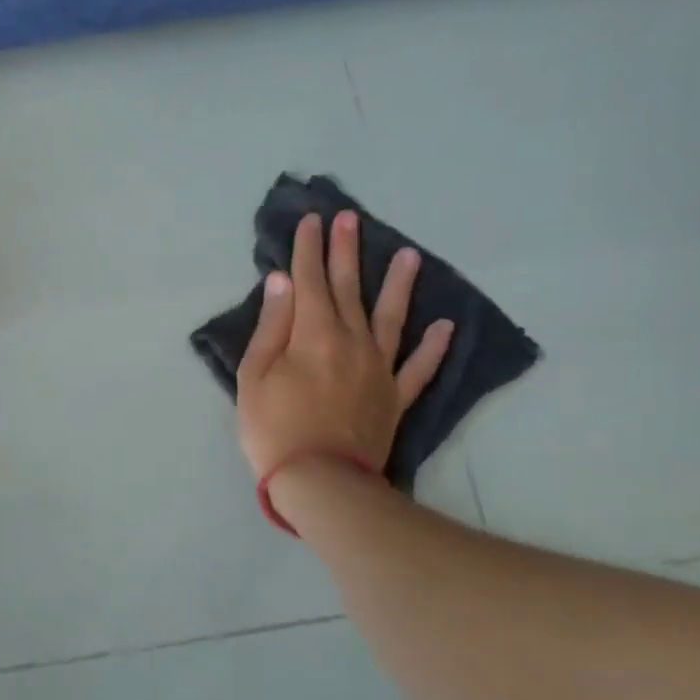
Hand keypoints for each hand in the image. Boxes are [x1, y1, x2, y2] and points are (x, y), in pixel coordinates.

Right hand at [236, 210, 453, 479]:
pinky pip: (418, 367)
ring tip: (410, 255)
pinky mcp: (395, 397)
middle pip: (347, 289)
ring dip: (399, 285)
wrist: (321, 480)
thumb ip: (272, 326)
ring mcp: (379, 369)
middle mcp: (351, 341)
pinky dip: (433, 347)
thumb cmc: (274, 427)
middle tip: (350, 218)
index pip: (309, 281)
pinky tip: (445, 326)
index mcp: (313, 334)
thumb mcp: (254, 376)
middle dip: (345, 252)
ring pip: (391, 318)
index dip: (309, 249)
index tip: (312, 220)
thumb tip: (283, 282)